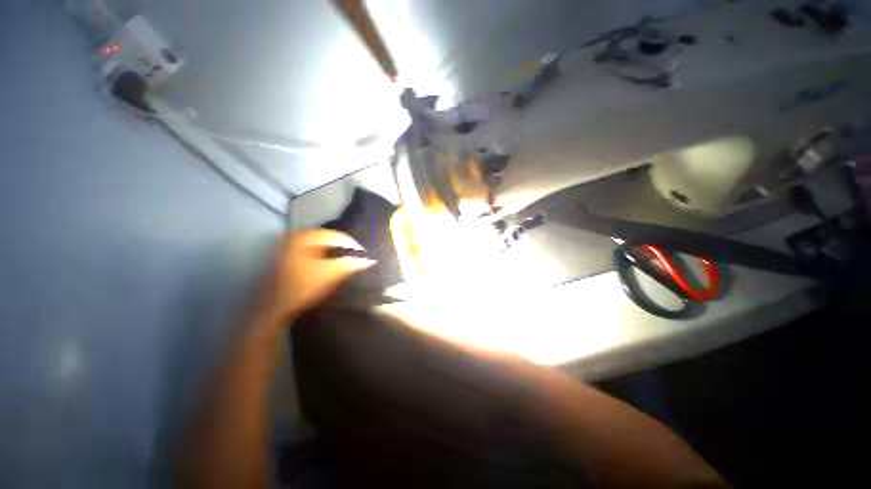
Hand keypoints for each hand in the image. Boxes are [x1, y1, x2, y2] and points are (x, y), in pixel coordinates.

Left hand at [259, 230, 374, 323]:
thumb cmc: (303, 288)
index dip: (353, 245)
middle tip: (357, 258)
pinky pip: (314, 253)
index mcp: (305, 237)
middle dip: (344, 248)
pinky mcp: (289, 259)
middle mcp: (296, 237)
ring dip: (336, 253)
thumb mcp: (331, 274)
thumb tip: (369, 260)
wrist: (275, 308)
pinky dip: (325, 258)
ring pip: (321, 247)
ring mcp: (290, 248)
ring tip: (347, 262)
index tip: (365, 255)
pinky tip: (332, 267)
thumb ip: (351, 264)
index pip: (337, 235)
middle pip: (329, 239)